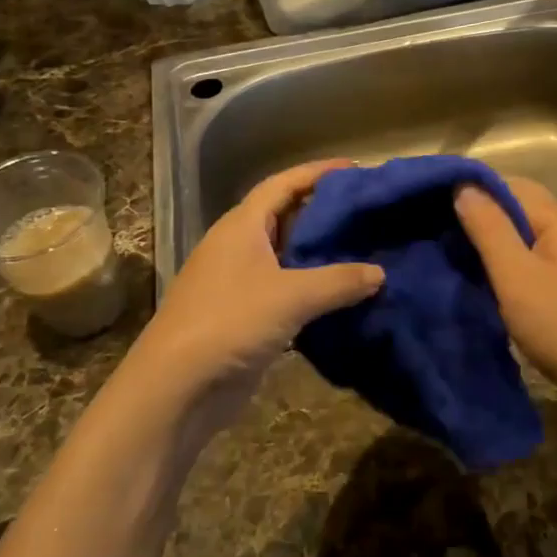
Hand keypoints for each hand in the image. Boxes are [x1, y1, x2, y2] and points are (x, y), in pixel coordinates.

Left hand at [128, 160, 383, 429]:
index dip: (317, 172)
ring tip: (362, 250)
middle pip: (285, 217)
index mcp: (241, 227)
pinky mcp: (244, 317)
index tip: (355, 168)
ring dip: (319, 254)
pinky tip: (342, 297)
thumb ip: (339, 281)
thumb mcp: (291, 296)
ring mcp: (238, 284)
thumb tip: (379, 273)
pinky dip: (312, 290)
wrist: (177, 388)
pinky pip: (285, 292)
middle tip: (366, 212)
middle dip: (323, 212)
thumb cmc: (230, 322)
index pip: (282, 184)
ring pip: (286, 257)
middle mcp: (238, 248)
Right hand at [454, 177, 556, 394]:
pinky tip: (498, 279)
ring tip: (465, 259)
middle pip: (521, 206)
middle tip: (446, 238)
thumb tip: (464, 185)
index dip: (473, 193)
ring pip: (530, 231)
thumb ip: (489, 228)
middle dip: (484, 217)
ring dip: (499, 241)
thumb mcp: (515, 276)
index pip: (509, 184)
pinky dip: (516, 259)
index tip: (438, 212)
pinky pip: (541, 253)